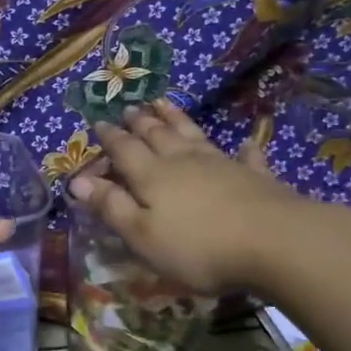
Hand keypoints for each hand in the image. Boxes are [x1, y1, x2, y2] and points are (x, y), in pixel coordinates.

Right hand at [68, 100, 311, 294]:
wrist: (273, 242)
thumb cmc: (198, 247)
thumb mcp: (143, 235)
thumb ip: (111, 207)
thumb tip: (77, 180)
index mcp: (153, 176)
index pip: (125, 150)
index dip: (110, 138)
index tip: (99, 122)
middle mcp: (184, 161)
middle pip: (158, 136)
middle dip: (141, 122)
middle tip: (131, 108)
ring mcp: (222, 164)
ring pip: (193, 135)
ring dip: (177, 119)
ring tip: (165, 103)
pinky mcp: (255, 176)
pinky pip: (246, 156)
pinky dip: (242, 149)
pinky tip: (246, 144)